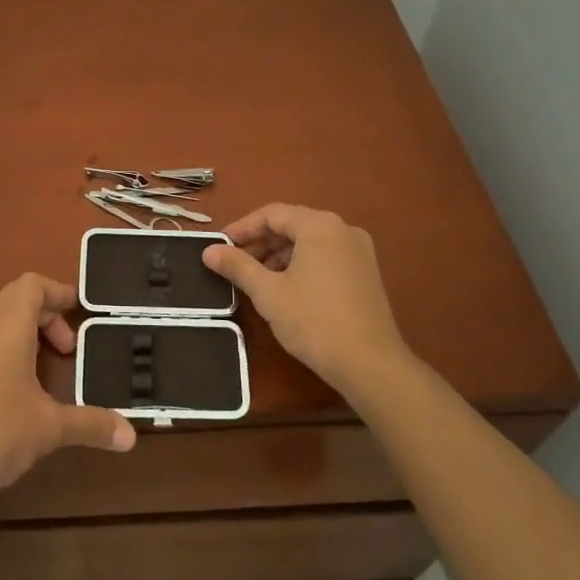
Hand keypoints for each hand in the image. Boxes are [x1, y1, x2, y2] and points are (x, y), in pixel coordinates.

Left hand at [0, 273, 135, 506]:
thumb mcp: (51, 427)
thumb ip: (91, 424)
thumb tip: (131, 437)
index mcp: (9, 320)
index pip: (34, 284)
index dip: (59, 292)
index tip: (80, 312)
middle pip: (13, 295)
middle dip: (42, 314)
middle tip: (64, 350)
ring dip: (13, 323)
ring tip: (32, 357)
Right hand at [203, 204, 412, 397]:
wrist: (371, 365)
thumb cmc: (314, 321)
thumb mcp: (268, 292)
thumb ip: (237, 266)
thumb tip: (208, 251)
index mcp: (319, 225)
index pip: (272, 214)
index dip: (242, 228)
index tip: (220, 246)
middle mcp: (342, 229)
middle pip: (292, 225)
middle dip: (260, 243)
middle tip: (234, 264)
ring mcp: (359, 251)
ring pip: (309, 242)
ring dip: (279, 255)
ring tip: (256, 279)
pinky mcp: (366, 273)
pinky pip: (325, 256)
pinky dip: (301, 265)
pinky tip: (286, 288)